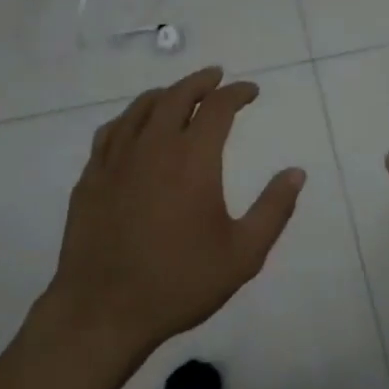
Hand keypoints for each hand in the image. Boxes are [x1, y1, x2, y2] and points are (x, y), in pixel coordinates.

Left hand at [44, 66, 303, 361]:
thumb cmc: (179, 282)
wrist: (103, 311)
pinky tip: (134, 126)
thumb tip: (297, 173)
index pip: (218, 107)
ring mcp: (116, 159)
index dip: (237, 93)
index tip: (250, 91)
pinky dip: (130, 118)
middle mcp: (154, 146)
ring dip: (165, 94)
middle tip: (216, 77)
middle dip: (201, 82)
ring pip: (141, 108)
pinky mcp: (91, 176)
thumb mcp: (242, 254)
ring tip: (178, 94)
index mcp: (193, 158)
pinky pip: (111, 131)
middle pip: (177, 95)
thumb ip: (273, 209)